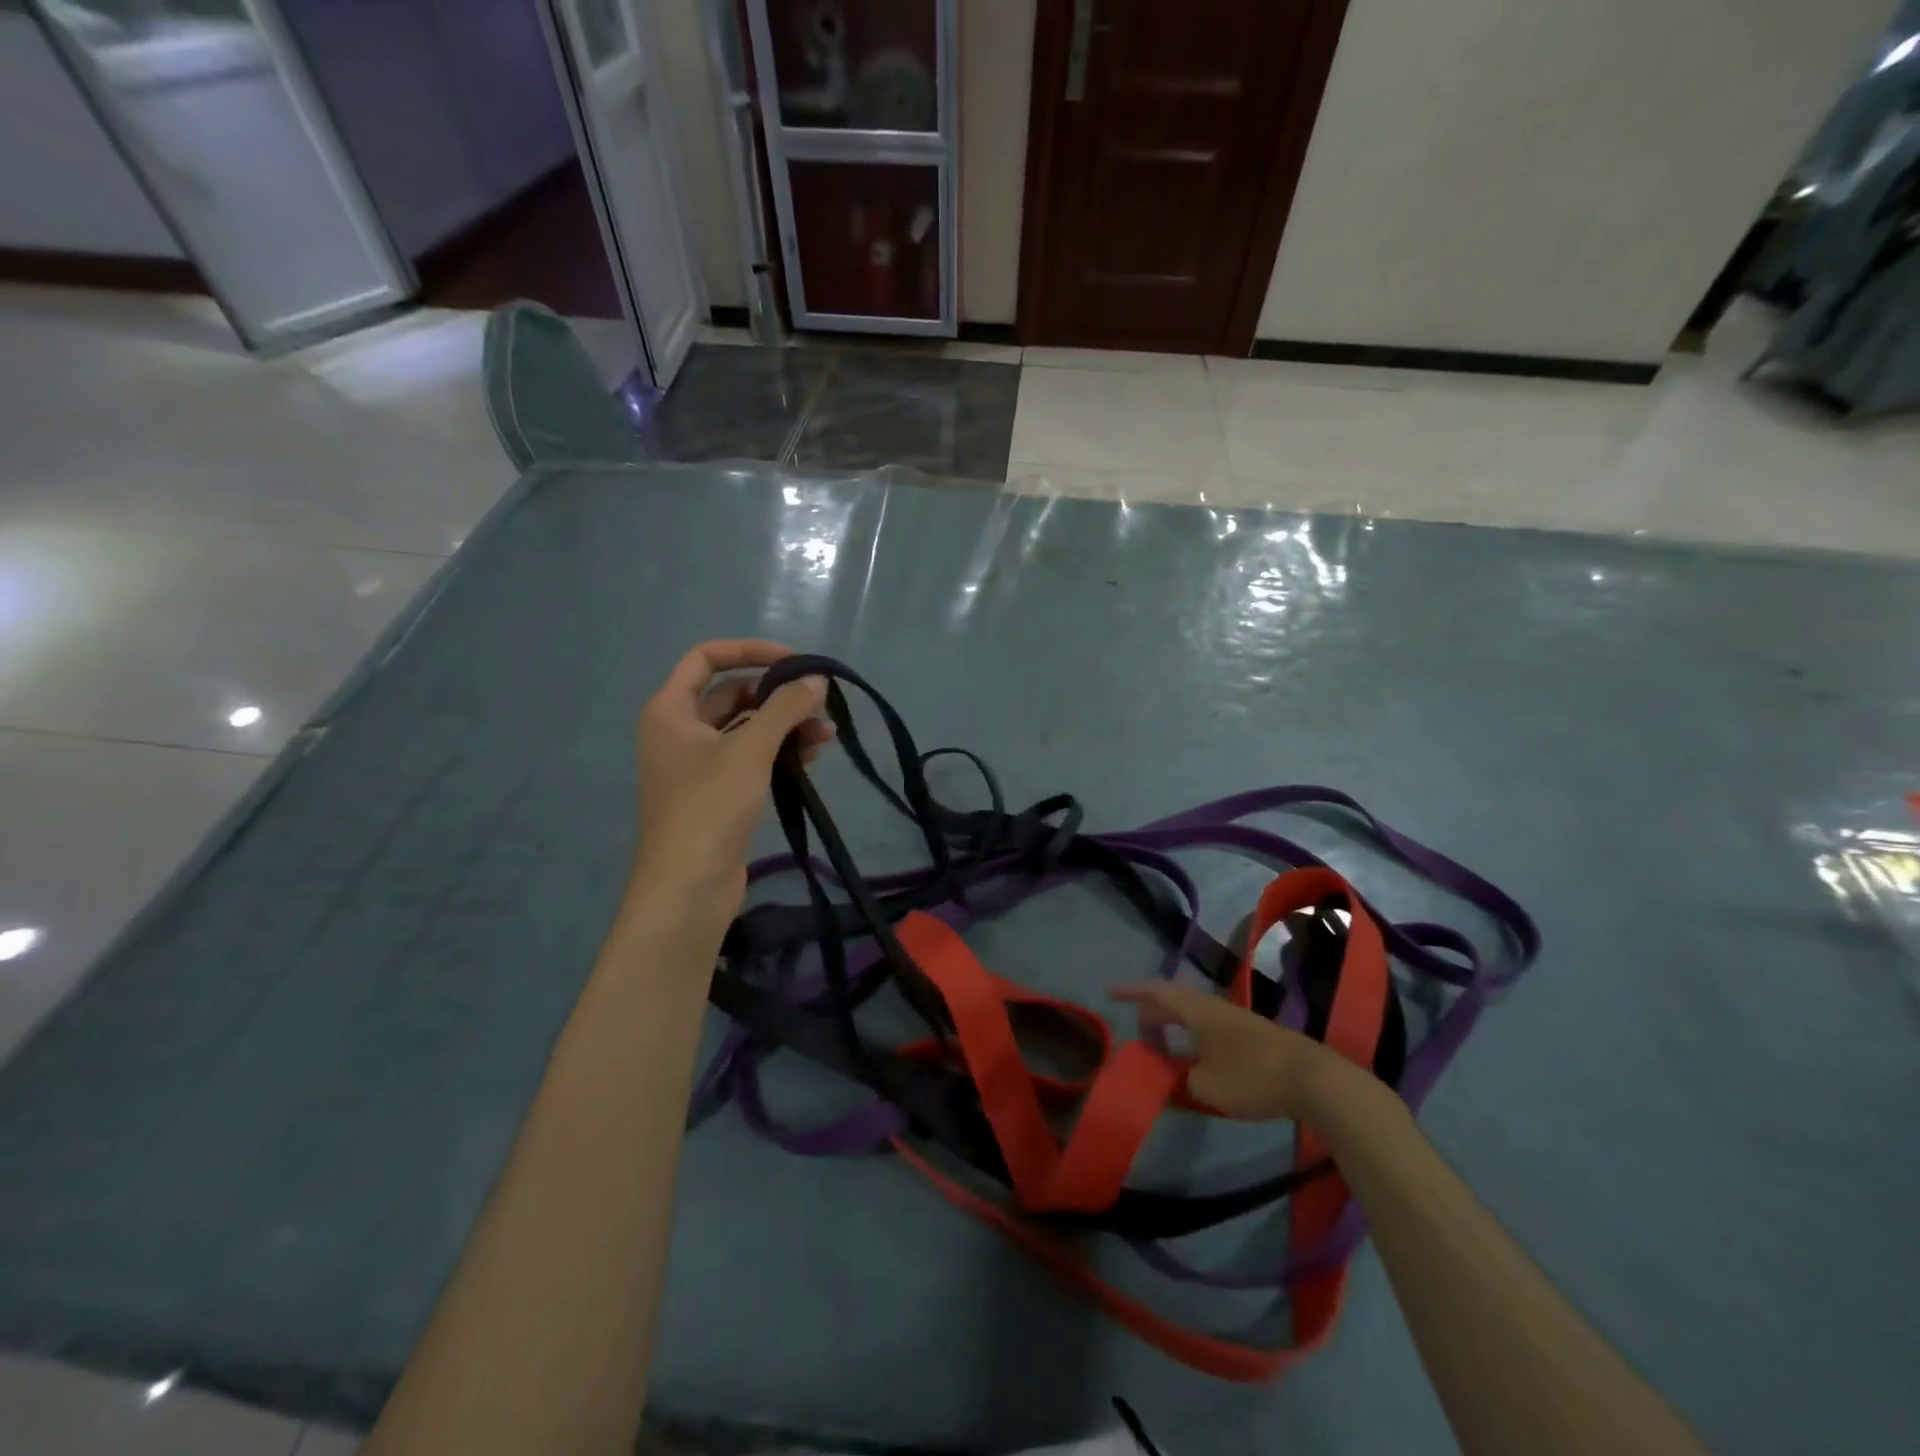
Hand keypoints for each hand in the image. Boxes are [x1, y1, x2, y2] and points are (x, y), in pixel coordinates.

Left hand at [630, 640, 832, 919]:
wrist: (687, 888)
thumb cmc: (709, 808)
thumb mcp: (750, 749)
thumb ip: (784, 708)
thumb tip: (817, 679)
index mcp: (670, 710)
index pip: (706, 657)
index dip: (750, 651)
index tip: (794, 661)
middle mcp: (680, 731)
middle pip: (733, 694)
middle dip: (778, 696)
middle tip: (819, 703)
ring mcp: (699, 765)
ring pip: (747, 728)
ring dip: (785, 726)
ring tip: (826, 735)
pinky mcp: (718, 793)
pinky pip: (752, 758)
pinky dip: (779, 752)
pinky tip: (812, 757)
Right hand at [1112, 981, 1340, 1122]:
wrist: (1315, 1080)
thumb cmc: (1252, 1077)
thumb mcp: (1205, 1087)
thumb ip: (1178, 1082)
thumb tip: (1167, 1081)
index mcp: (1196, 1010)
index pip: (1156, 991)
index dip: (1132, 991)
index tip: (1110, 992)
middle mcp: (1213, 1006)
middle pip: (1174, 1001)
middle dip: (1152, 1014)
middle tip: (1139, 1036)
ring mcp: (1236, 1019)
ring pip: (1194, 1015)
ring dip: (1175, 1028)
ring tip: (1164, 1049)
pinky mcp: (1253, 1035)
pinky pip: (1210, 1028)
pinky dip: (1194, 1038)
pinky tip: (1198, 1059)